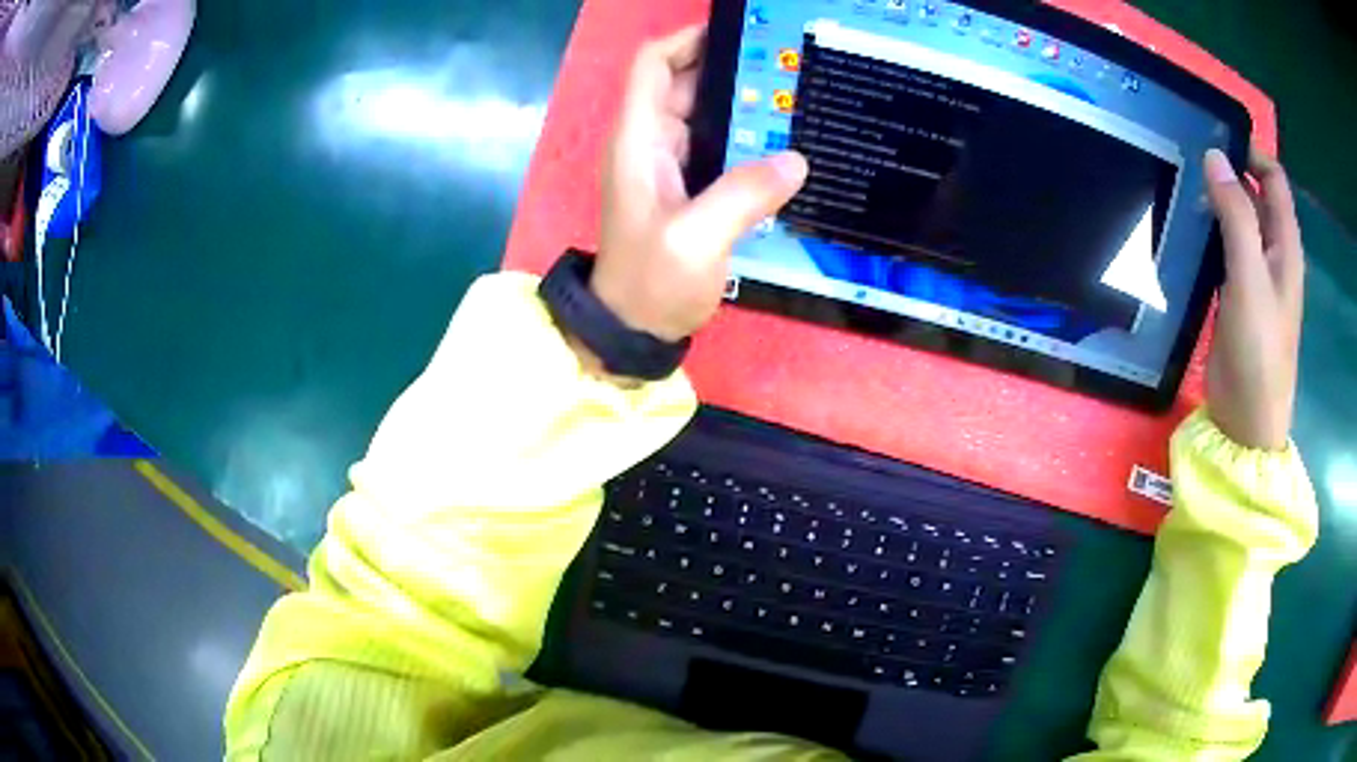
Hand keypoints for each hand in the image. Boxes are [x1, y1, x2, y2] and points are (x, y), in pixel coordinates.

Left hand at [591, 25, 808, 342]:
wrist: (634, 329)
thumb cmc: (652, 283)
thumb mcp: (697, 240)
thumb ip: (743, 195)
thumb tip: (795, 159)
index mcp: (638, 140)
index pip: (652, 65)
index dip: (688, 40)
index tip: (741, 37)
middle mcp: (650, 143)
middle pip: (685, 83)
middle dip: (731, 70)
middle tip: (789, 70)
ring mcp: (668, 165)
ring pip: (705, 114)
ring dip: (743, 105)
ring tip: (796, 101)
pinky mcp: (687, 187)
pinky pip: (718, 146)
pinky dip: (746, 138)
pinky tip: (783, 145)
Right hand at [1203, 149, 1305, 450]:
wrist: (1245, 420)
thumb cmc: (1258, 350)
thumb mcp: (1250, 277)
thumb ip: (1236, 216)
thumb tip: (1214, 157)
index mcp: (1285, 245)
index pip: (1274, 179)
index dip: (1250, 153)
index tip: (1215, 141)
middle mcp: (1273, 253)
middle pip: (1255, 194)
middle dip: (1228, 172)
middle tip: (1190, 160)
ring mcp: (1254, 274)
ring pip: (1237, 219)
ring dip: (1216, 201)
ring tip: (1182, 186)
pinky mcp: (1235, 294)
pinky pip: (1224, 248)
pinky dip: (1208, 231)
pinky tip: (1186, 228)